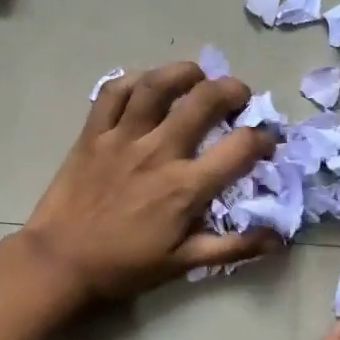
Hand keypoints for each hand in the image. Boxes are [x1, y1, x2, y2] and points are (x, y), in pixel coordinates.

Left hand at [20, 61, 282, 304]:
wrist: (60, 262)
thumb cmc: (124, 266)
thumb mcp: (183, 263)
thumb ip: (233, 248)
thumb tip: (278, 237)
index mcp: (185, 187)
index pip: (240, 148)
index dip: (263, 139)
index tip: (266, 142)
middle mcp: (158, 153)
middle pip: (203, 101)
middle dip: (231, 90)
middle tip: (238, 96)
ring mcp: (122, 138)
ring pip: (156, 86)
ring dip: (184, 73)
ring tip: (197, 76)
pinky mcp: (92, 133)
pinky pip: (113, 93)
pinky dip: (133, 80)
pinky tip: (146, 84)